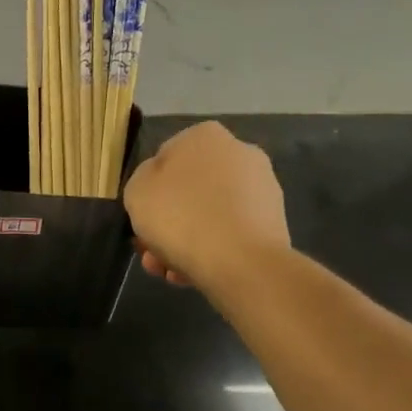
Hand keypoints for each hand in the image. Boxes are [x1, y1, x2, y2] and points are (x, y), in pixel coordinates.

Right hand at [123, 122, 289, 291]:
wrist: (241, 261)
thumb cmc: (180, 216)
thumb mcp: (137, 192)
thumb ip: (143, 180)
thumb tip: (159, 185)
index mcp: (203, 136)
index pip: (165, 159)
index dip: (149, 192)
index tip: (142, 218)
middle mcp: (238, 152)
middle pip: (189, 190)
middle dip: (168, 222)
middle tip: (151, 252)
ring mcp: (261, 187)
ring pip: (209, 214)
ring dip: (185, 241)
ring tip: (169, 271)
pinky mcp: (274, 220)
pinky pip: (231, 232)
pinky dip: (212, 249)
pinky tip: (193, 274)